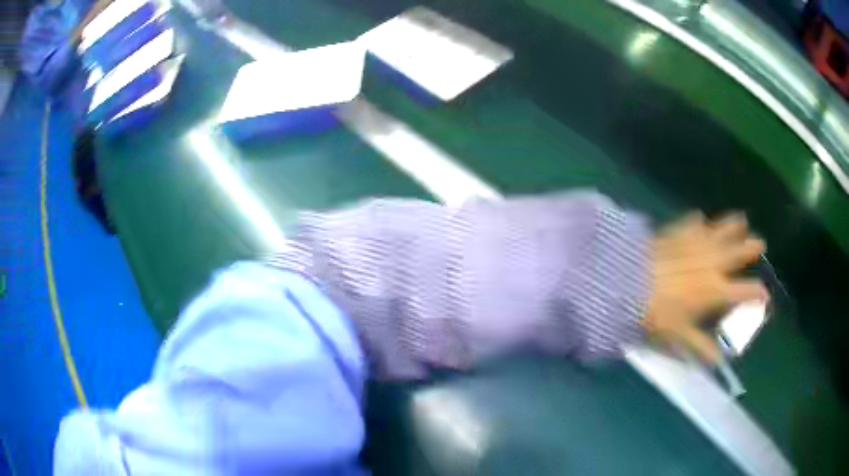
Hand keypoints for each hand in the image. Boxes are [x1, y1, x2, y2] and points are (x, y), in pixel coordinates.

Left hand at [643, 212, 766, 363]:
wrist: (628, 282)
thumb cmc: (655, 314)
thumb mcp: (678, 336)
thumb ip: (700, 347)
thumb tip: (718, 361)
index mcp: (715, 291)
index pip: (744, 292)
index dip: (757, 294)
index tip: (766, 295)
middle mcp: (712, 264)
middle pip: (738, 253)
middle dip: (751, 248)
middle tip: (761, 244)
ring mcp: (696, 244)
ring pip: (721, 231)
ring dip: (733, 226)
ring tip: (742, 220)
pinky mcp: (678, 232)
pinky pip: (692, 223)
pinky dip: (697, 222)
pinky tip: (699, 218)